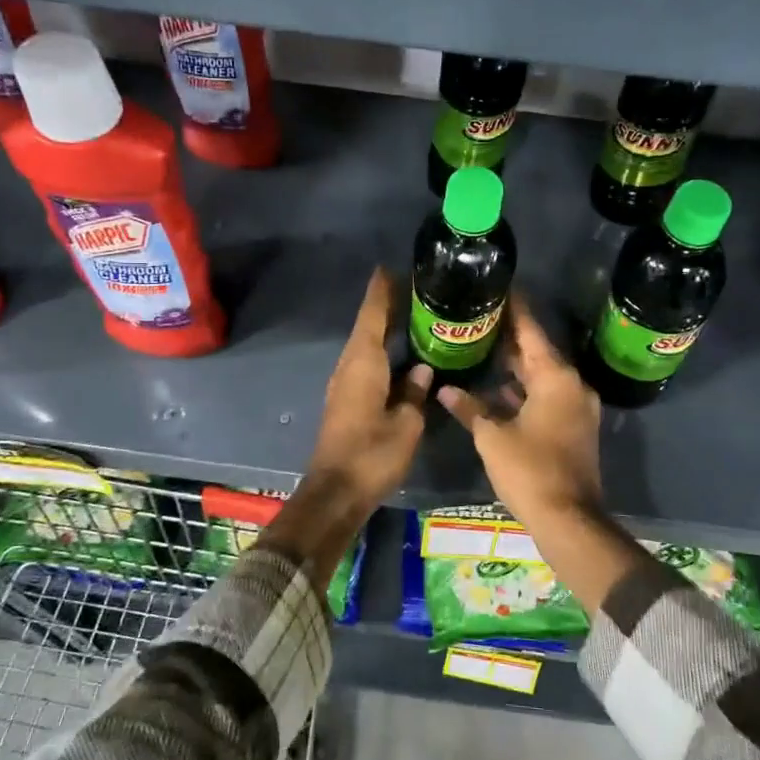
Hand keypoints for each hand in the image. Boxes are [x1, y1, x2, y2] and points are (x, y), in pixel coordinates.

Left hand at [305, 268, 431, 511]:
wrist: (337, 491)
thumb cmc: (373, 454)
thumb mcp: (406, 424)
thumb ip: (416, 393)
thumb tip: (423, 370)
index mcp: (363, 363)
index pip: (372, 316)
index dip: (382, 292)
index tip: (390, 269)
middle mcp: (349, 366)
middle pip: (367, 327)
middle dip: (386, 307)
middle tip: (414, 291)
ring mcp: (344, 384)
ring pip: (365, 346)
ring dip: (383, 329)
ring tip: (411, 317)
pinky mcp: (346, 400)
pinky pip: (365, 364)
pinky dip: (381, 351)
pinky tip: (400, 355)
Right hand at [437, 297, 602, 532]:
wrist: (569, 519)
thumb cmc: (530, 470)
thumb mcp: (492, 437)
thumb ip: (469, 408)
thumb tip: (445, 389)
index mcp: (556, 378)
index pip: (531, 331)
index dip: (514, 309)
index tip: (498, 287)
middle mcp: (571, 385)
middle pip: (538, 352)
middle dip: (510, 337)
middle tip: (479, 317)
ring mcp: (575, 407)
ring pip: (541, 376)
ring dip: (515, 366)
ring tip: (481, 346)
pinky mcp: (572, 427)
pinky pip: (545, 396)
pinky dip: (523, 390)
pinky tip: (496, 389)